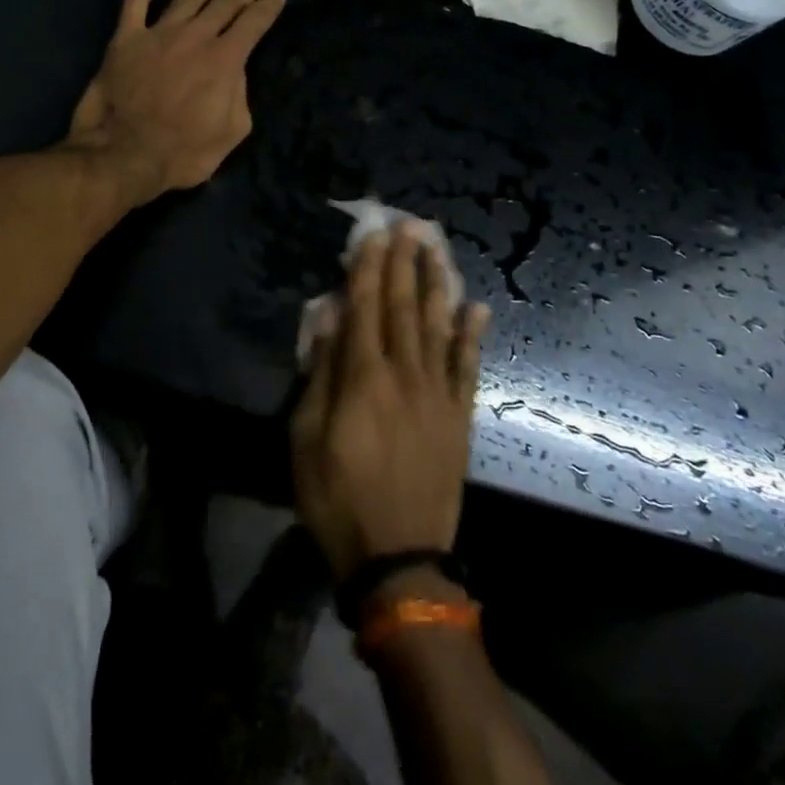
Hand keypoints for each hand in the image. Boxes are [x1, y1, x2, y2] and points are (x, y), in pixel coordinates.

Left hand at [65, 0, 285, 205]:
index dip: (268, 7)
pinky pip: (137, 1)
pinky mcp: (126, 38)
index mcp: (225, 59)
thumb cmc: (183, 152)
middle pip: (227, 2)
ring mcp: (158, 33)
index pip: (254, 23)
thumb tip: (233, 73)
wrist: (124, 154)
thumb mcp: (231, 132)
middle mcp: (196, 36)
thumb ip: (239, 96)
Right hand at [292, 225, 490, 583]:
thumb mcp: (306, 437)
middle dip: (403, 263)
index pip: (365, 307)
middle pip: (403, 307)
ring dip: (437, 284)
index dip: (368, 267)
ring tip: (437, 249)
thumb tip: (329, 318)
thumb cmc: (337, 498)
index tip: (373, 233)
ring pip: (438, 326)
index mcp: (363, 377)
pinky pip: (467, 367)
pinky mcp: (458, 418)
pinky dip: (472, 336)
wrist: (398, 558)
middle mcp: (405, 374)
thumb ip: (321, 373)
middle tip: (408, 225)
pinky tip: (478, 307)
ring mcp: (437, 395)